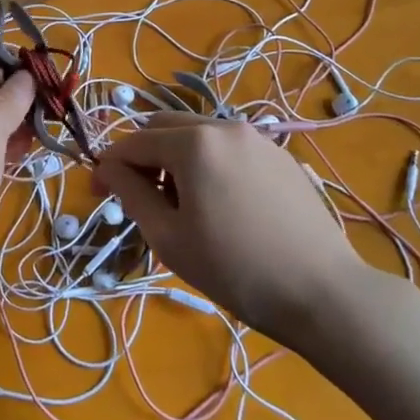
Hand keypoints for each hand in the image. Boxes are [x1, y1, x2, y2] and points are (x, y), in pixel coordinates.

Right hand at [92, 115, 369, 341]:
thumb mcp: (169, 237)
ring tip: (183, 206)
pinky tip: (222, 206)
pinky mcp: (281, 156)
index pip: (134, 142)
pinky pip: (230, 148)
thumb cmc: (235, 269)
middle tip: (141, 199)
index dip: (108, 165)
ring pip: (199, 135)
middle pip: (165, 127)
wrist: (323, 292)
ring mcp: (258, 138)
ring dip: (176, 158)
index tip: (96, 194)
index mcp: (194, 142)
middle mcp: (224, 126)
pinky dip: (210, 164)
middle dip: (143, 156)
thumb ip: (131, 193)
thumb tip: (107, 168)